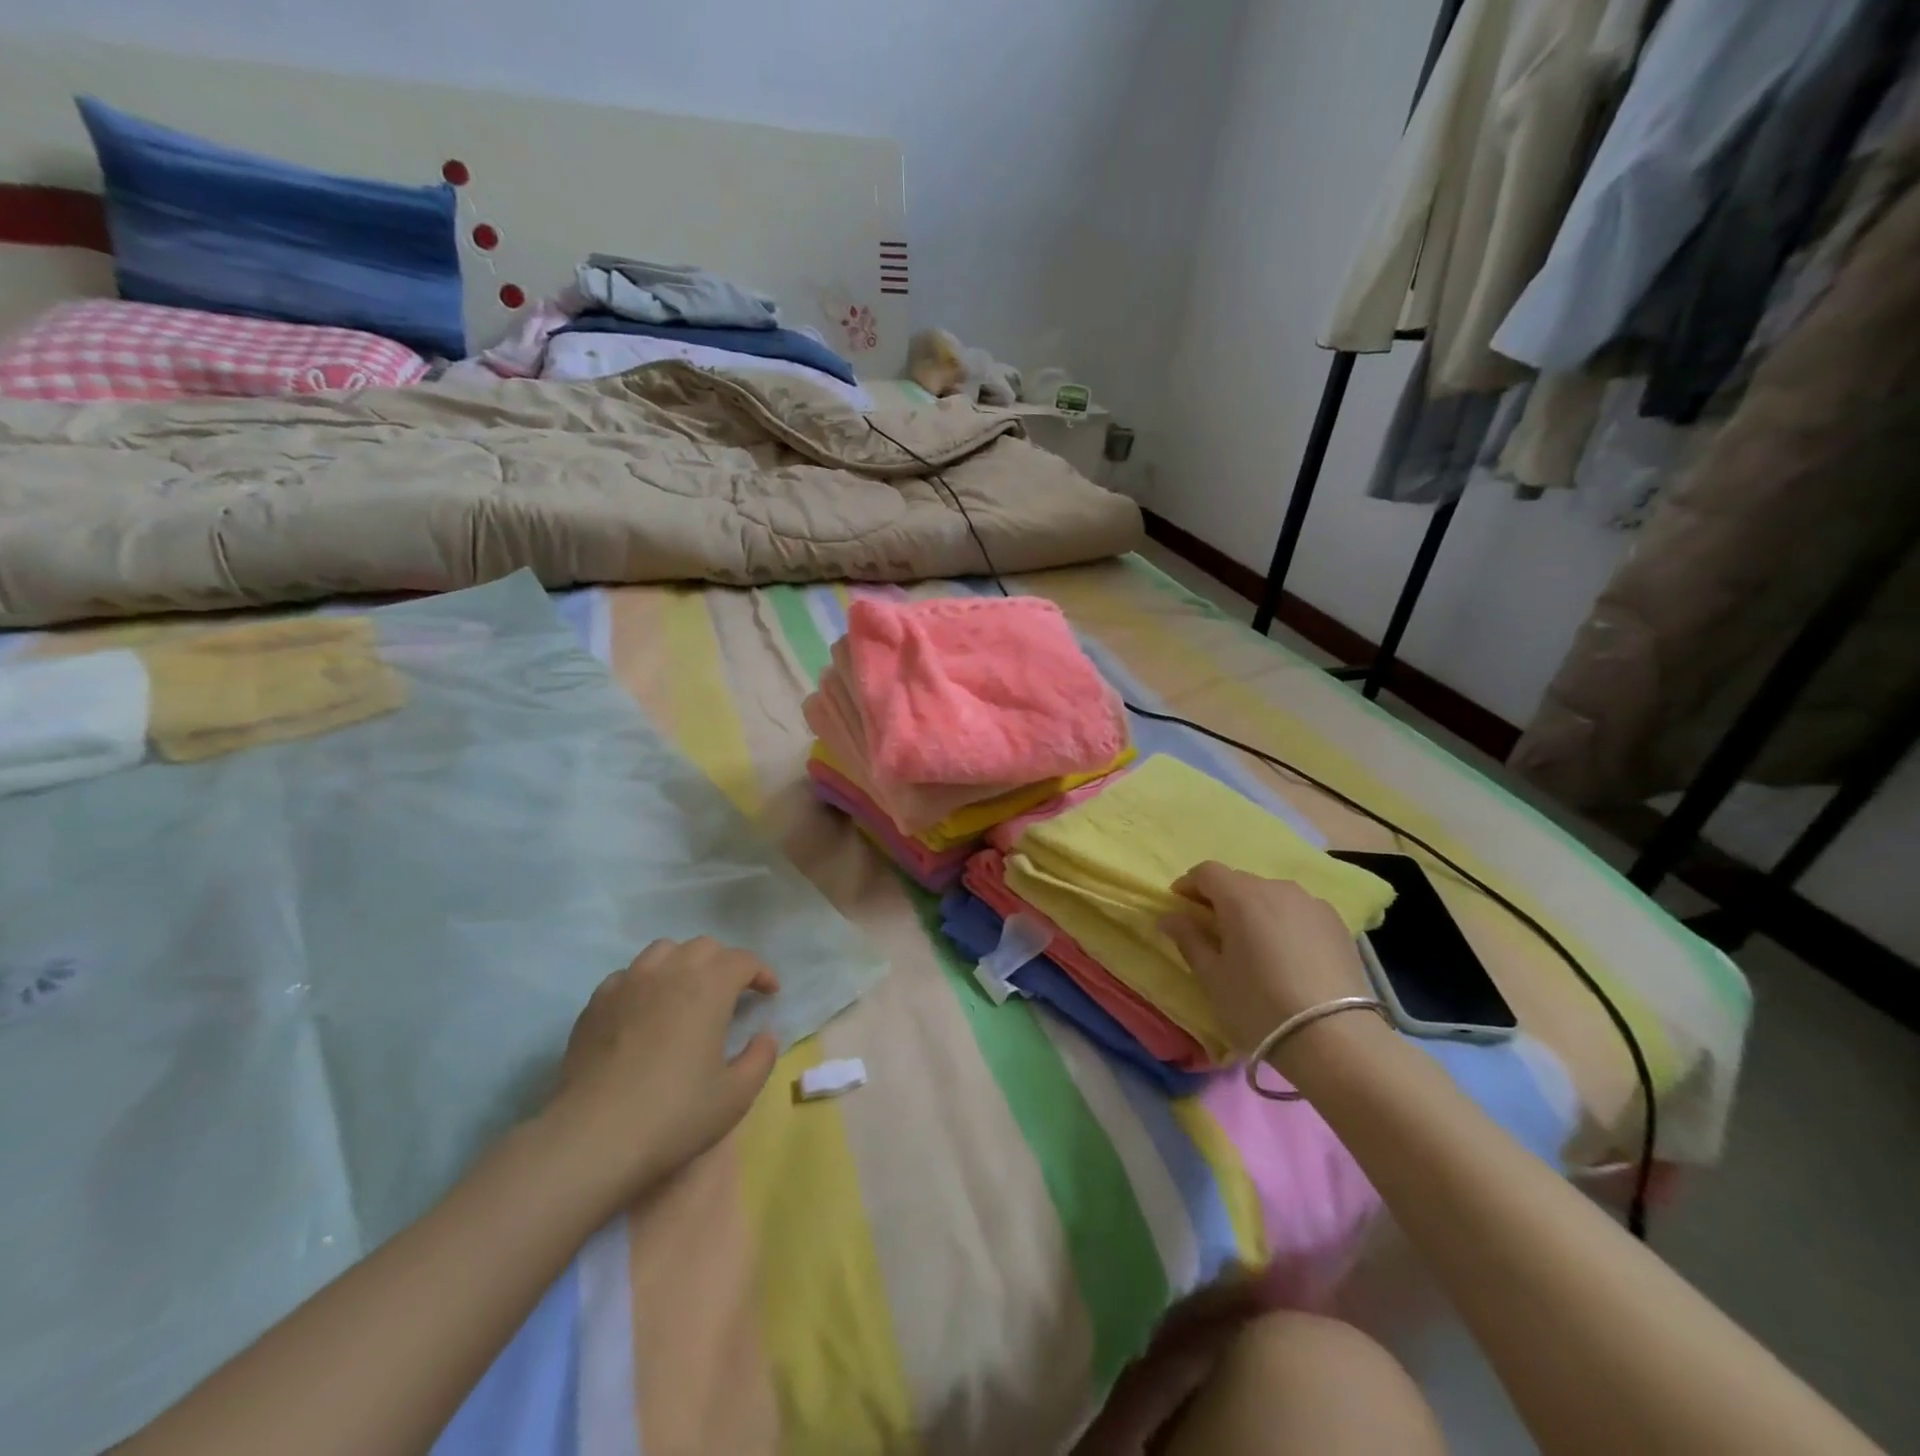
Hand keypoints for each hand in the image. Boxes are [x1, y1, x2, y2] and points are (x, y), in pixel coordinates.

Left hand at [547, 938, 780, 1208]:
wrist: (593, 1138)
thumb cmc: (675, 1114)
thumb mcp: (736, 1095)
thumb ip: (761, 1057)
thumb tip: (765, 1034)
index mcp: (709, 986)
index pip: (743, 960)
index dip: (762, 973)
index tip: (770, 993)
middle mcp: (670, 971)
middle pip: (705, 947)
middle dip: (724, 963)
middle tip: (732, 993)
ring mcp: (628, 983)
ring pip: (663, 951)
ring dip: (684, 963)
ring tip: (687, 991)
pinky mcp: (596, 1004)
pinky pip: (628, 976)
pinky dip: (646, 983)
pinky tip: (645, 1010)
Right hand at [1159, 862, 1370, 1055]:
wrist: (1335, 1038)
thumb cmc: (1259, 1005)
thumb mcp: (1212, 976)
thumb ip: (1188, 938)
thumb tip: (1169, 917)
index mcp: (1240, 896)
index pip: (1206, 872)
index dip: (1189, 886)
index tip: (1180, 909)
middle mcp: (1276, 888)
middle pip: (1239, 882)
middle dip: (1221, 899)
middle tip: (1213, 931)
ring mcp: (1311, 904)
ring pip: (1271, 895)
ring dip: (1254, 910)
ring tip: (1253, 944)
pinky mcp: (1337, 924)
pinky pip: (1298, 911)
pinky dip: (1284, 922)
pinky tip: (1286, 955)